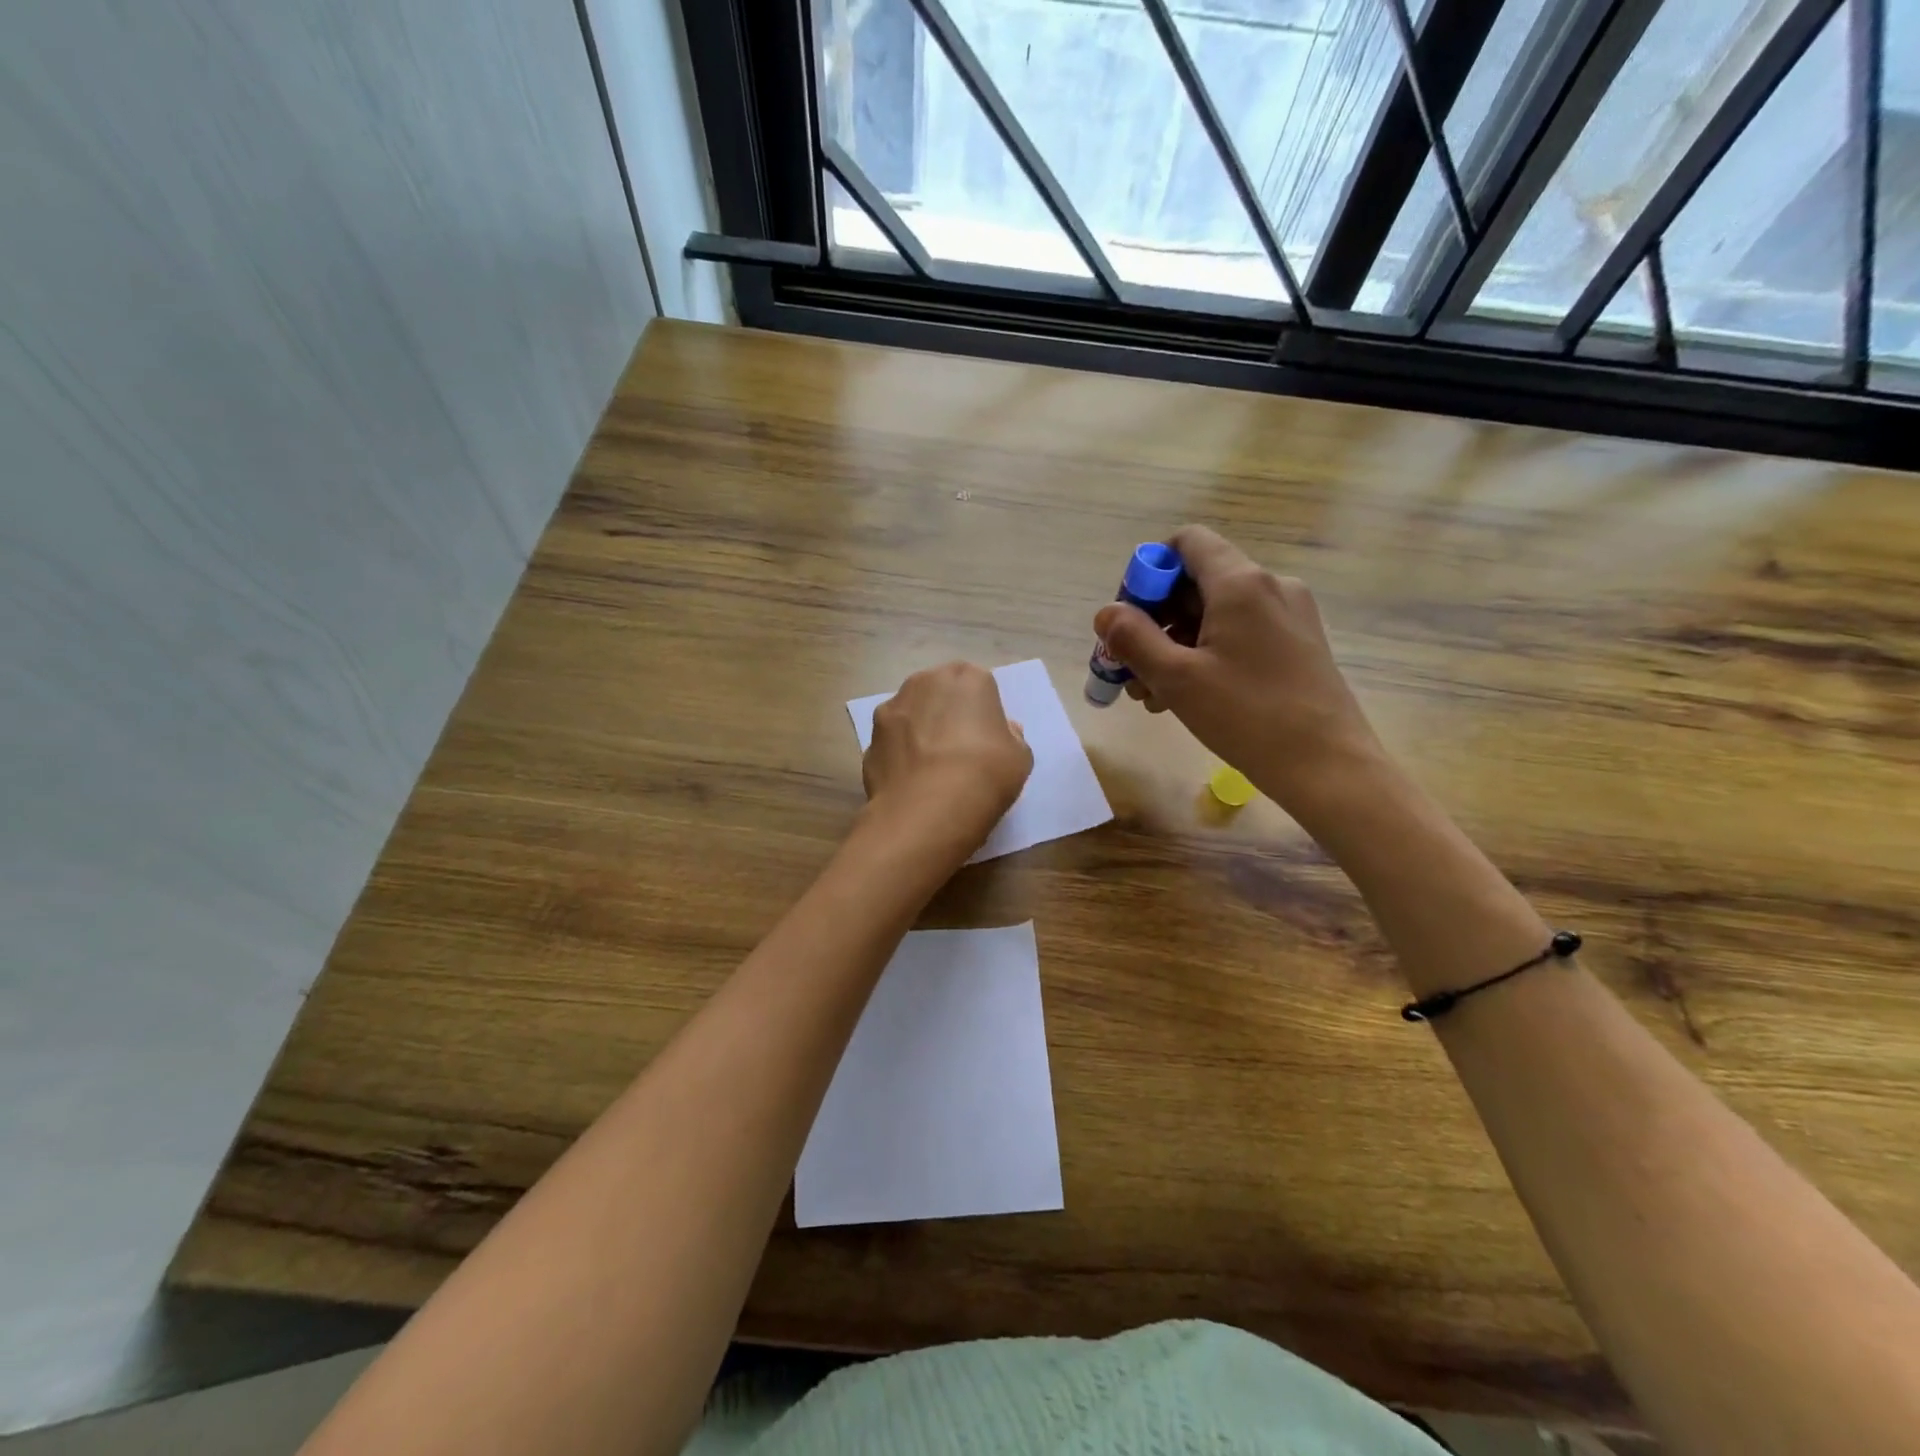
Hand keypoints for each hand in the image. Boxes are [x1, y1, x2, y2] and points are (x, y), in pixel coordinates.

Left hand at [861, 662, 1032, 860]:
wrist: (928, 809)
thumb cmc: (985, 775)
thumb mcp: (1019, 758)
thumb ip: (1011, 736)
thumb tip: (1000, 731)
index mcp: (968, 678)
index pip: (979, 685)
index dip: (982, 711)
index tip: (986, 738)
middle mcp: (926, 681)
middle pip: (940, 691)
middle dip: (947, 712)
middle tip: (959, 749)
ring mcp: (892, 708)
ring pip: (911, 713)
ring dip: (919, 730)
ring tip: (931, 768)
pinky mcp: (870, 738)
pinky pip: (893, 742)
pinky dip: (900, 755)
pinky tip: (911, 783)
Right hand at [1094, 526, 1384, 820]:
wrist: (1328, 767)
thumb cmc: (1247, 716)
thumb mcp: (1176, 678)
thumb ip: (1133, 638)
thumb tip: (1107, 613)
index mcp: (1241, 583)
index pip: (1187, 543)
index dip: (1149, 571)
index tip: (1129, 618)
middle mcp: (1270, 586)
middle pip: (1197, 582)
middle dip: (1155, 620)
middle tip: (1130, 667)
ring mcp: (1290, 615)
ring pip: (1216, 613)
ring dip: (1176, 644)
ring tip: (1152, 694)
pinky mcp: (1298, 643)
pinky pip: (1240, 633)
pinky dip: (1207, 654)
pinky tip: (1187, 696)